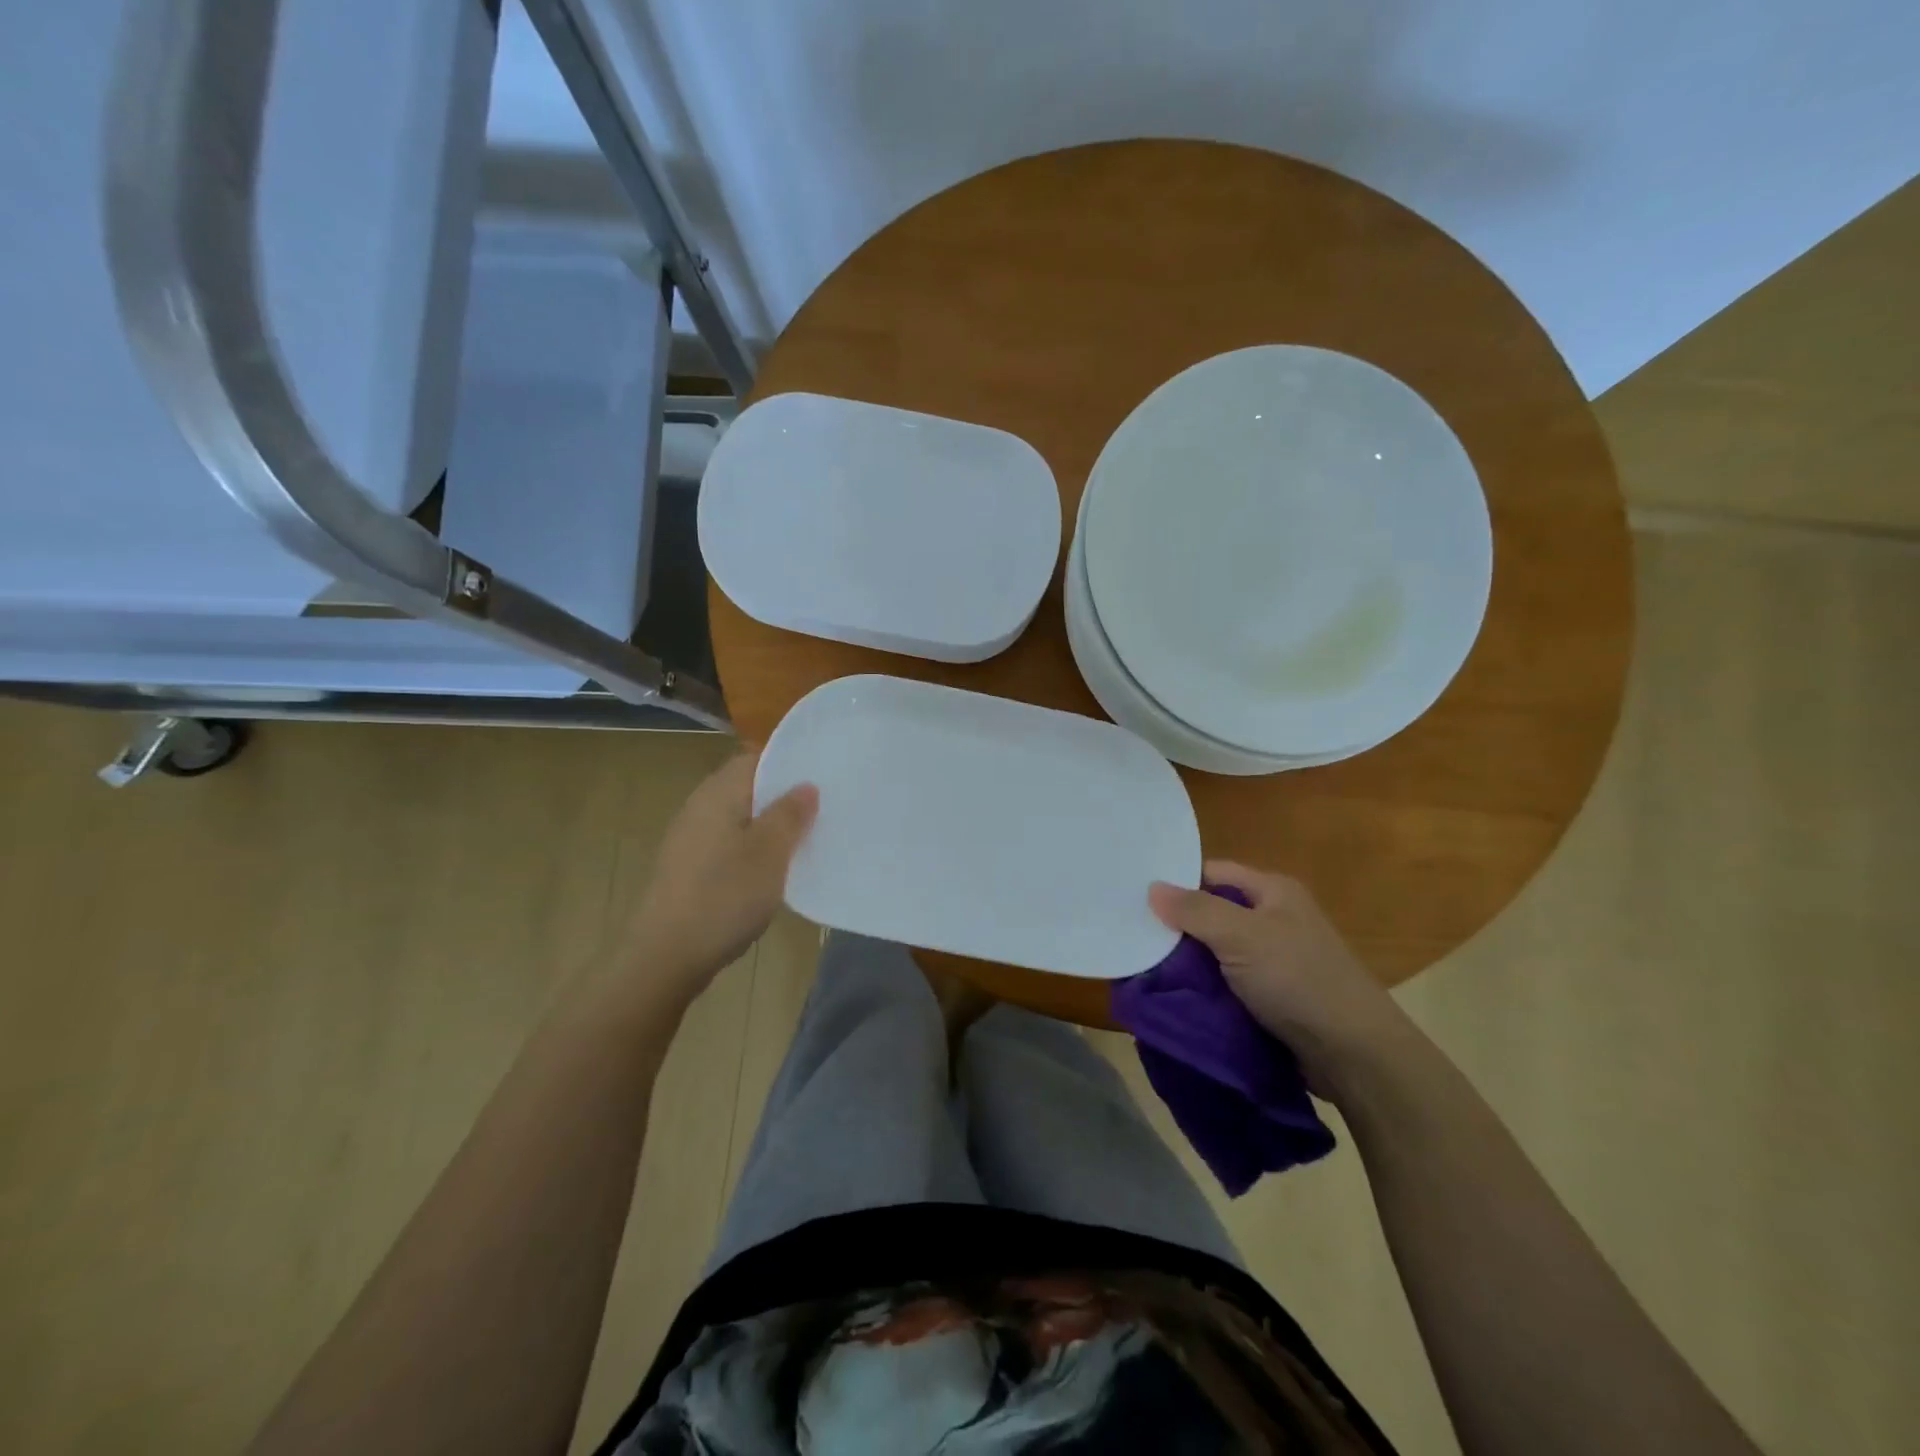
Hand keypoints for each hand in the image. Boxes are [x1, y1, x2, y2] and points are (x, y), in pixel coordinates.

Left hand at [622, 753, 816, 1004]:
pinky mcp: (689, 867)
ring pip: (740, 817)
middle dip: (784, 795)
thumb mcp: (770, 853)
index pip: (757, 758)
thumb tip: (806, 785)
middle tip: (826, 805)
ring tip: (808, 835)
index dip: (791, 762)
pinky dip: (754, 848)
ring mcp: (691, 838)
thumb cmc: (723, 896)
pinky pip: (730, 843)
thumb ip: (790, 814)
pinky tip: (775, 868)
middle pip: (748, 787)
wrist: (664, 956)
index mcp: (718, 792)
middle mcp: (700, 806)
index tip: (825, 772)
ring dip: (771, 824)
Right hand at [1149, 862, 1405, 1095]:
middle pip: (1212, 911)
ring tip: (1145, 966)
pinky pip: (1227, 981)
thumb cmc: (1298, 979)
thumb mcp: (1241, 936)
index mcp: (1273, 891)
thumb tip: (1152, 888)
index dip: (1177, 882)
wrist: (1355, 1054)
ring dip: (1188, 961)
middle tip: (1133, 934)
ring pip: (1216, 950)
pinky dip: (1204, 987)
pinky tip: (1176, 995)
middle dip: (1177, 925)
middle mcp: (1274, 918)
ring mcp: (1274, 959)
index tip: (1136, 896)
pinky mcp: (1272, 995)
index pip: (1212, 872)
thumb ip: (1195, 910)